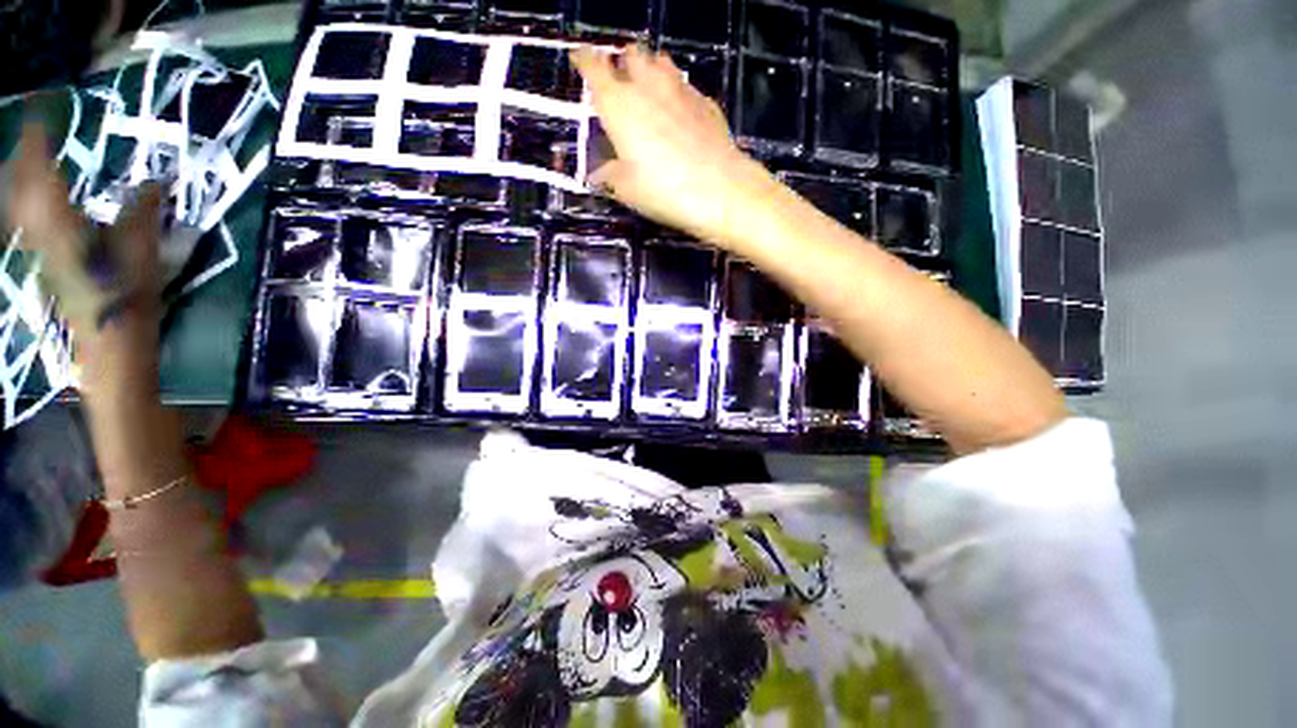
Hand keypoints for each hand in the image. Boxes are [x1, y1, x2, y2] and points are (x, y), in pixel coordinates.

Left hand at [6, 122, 162, 365]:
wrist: (109, 338)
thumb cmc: (125, 293)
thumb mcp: (142, 249)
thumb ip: (144, 211)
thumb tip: (157, 181)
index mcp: (59, 220)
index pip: (39, 169)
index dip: (38, 137)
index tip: (44, 108)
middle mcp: (38, 228)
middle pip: (18, 183)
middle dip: (24, 154)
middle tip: (36, 130)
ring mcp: (36, 245)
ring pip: (16, 201)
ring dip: (21, 176)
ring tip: (31, 157)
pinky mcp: (42, 257)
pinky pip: (24, 218)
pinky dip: (26, 199)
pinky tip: (36, 197)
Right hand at [570, 45, 773, 247]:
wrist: (721, 191)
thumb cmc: (664, 191)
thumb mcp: (627, 190)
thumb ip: (609, 176)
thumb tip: (598, 174)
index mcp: (619, 104)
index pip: (593, 66)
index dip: (584, 60)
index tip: (580, 60)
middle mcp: (648, 86)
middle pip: (631, 54)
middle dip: (622, 62)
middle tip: (620, 82)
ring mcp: (681, 90)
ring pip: (660, 62)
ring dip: (650, 70)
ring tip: (648, 90)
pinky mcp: (706, 103)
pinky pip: (685, 86)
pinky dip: (676, 92)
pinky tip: (679, 112)